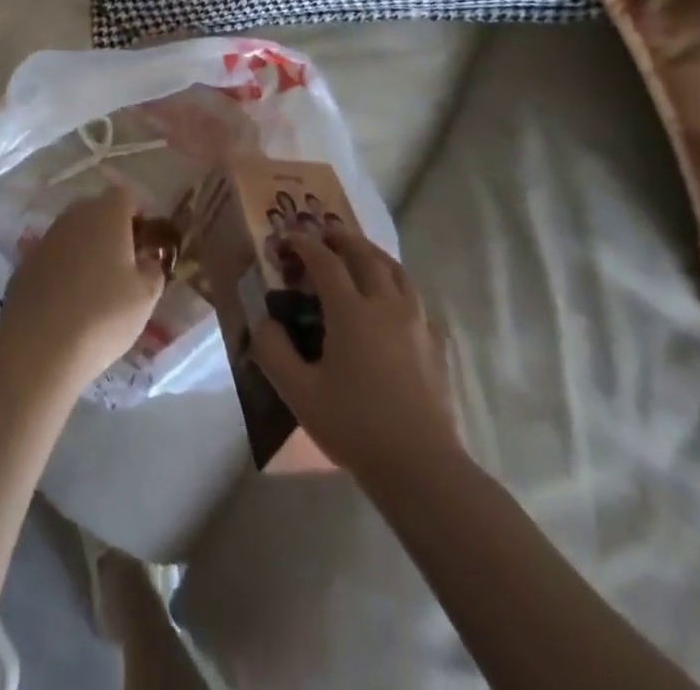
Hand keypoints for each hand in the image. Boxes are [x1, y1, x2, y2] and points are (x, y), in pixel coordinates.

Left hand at [1, 184, 166, 387]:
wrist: (39, 347)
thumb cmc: (103, 315)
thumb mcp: (145, 297)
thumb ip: (153, 270)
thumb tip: (147, 259)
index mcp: (106, 215)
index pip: (125, 195)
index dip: (137, 215)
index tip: (144, 242)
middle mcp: (73, 217)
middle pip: (96, 210)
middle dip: (110, 229)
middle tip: (122, 264)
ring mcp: (45, 238)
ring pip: (72, 232)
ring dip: (85, 248)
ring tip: (95, 285)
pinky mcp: (24, 263)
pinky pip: (52, 256)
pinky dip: (62, 268)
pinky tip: (67, 300)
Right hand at [251, 226, 459, 480]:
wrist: (421, 467)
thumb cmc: (355, 426)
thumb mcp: (299, 393)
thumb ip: (273, 351)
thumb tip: (264, 322)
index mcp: (352, 312)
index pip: (325, 262)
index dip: (304, 244)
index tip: (287, 237)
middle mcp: (386, 306)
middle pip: (366, 255)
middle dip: (342, 238)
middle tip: (324, 232)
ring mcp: (417, 324)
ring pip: (397, 272)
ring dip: (374, 255)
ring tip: (360, 254)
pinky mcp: (435, 346)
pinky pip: (417, 301)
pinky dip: (400, 288)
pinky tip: (395, 303)